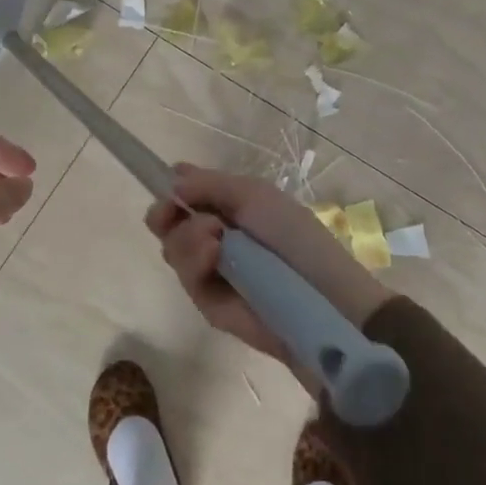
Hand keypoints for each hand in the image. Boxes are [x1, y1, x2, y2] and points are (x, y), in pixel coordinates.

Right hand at [145, 165, 392, 380]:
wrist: (319, 293)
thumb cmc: (293, 235)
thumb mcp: (254, 195)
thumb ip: (210, 185)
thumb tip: (172, 182)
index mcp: (229, 208)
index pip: (186, 195)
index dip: (172, 190)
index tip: (170, 188)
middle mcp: (214, 236)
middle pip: (168, 223)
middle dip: (166, 213)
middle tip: (174, 211)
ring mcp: (209, 270)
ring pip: (172, 247)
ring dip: (187, 236)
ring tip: (215, 238)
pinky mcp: (207, 303)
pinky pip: (185, 277)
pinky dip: (194, 261)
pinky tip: (213, 255)